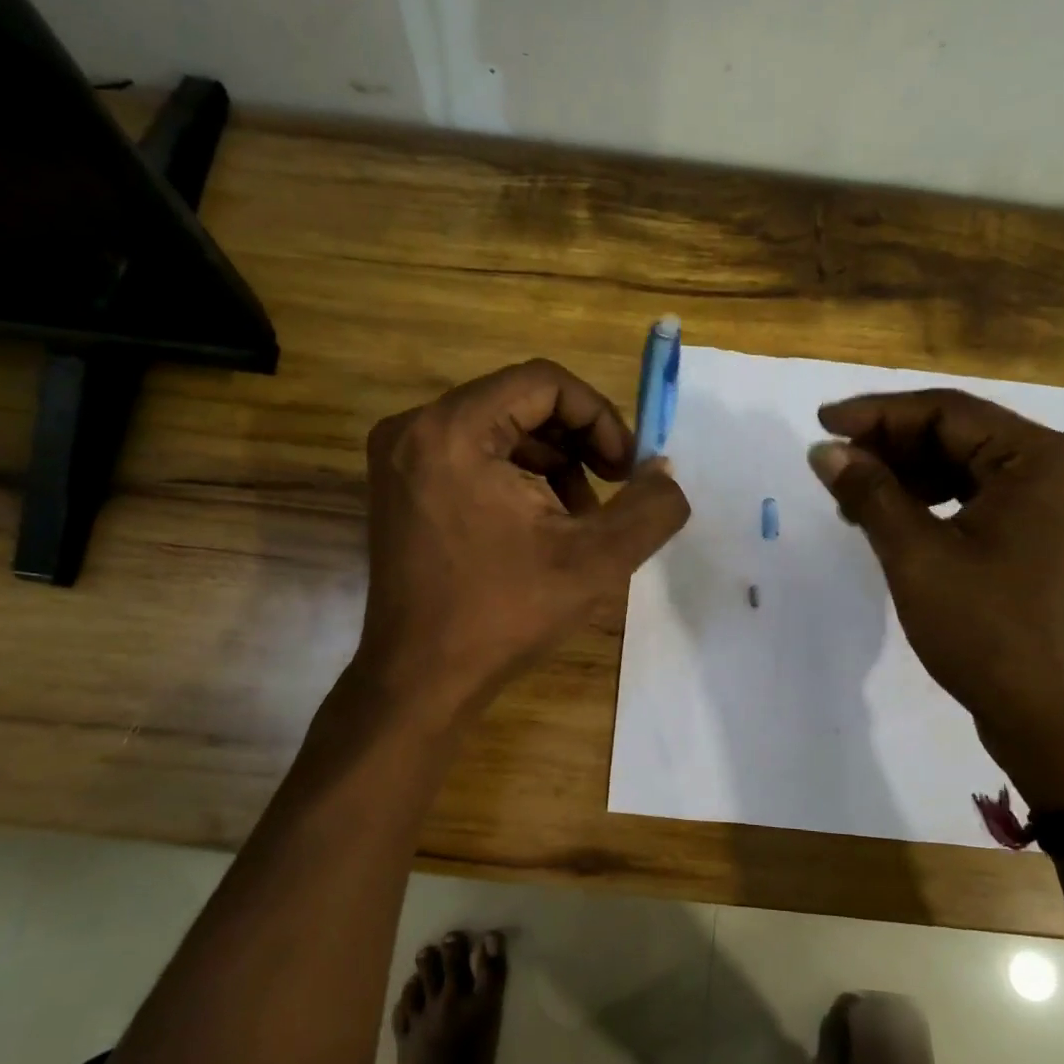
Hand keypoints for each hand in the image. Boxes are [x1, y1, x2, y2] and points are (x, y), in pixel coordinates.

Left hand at [356, 359, 689, 717]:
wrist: (420, 680)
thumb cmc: (504, 615)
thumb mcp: (597, 560)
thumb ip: (650, 507)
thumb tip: (664, 471)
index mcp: (452, 431)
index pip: (543, 382)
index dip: (599, 416)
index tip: (626, 468)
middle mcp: (414, 429)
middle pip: (519, 401)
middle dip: (578, 441)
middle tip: (614, 487)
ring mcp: (399, 458)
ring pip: (498, 429)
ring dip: (553, 462)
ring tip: (582, 516)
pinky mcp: (399, 486)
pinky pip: (472, 455)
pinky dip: (517, 477)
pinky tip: (543, 524)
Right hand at [808, 389, 1063, 810]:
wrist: (1055, 721)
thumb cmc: (988, 633)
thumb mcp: (918, 557)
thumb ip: (870, 493)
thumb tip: (824, 450)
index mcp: (1045, 460)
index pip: (949, 412)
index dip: (878, 414)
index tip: (822, 423)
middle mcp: (1063, 470)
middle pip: (961, 436)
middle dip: (891, 447)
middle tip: (832, 464)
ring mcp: (1060, 506)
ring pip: (969, 468)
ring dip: (908, 476)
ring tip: (852, 497)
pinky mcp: (1048, 538)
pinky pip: (982, 500)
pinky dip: (934, 503)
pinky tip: (893, 519)